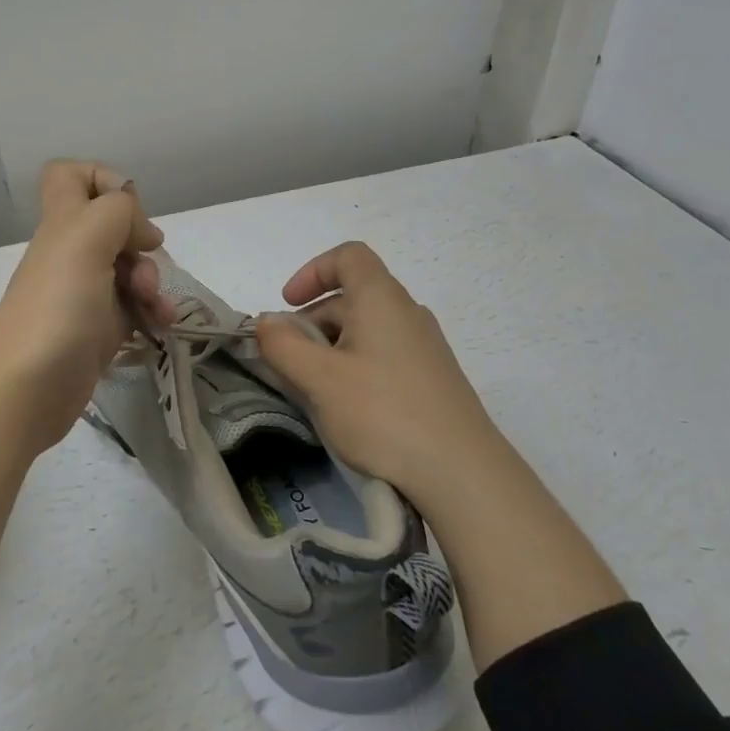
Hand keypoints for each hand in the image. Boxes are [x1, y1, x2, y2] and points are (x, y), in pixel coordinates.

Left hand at [0, 160, 172, 453]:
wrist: (25, 390)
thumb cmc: (56, 306)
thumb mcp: (86, 240)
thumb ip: (118, 212)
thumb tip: (143, 232)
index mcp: (63, 223)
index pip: (70, 175)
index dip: (102, 178)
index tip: (126, 208)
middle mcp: (71, 252)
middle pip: (113, 226)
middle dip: (141, 241)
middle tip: (143, 263)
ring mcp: (84, 293)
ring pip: (129, 269)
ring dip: (153, 281)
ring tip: (157, 308)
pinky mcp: (97, 331)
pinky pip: (133, 309)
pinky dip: (151, 313)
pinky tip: (161, 327)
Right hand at [255, 241, 492, 508]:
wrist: (463, 474)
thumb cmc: (383, 413)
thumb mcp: (319, 379)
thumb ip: (282, 345)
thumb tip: (266, 322)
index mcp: (381, 298)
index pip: (347, 256)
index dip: (312, 271)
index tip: (288, 305)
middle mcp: (407, 312)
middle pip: (352, 296)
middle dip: (312, 321)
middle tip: (290, 362)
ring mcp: (425, 346)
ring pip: (366, 329)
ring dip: (331, 348)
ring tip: (315, 390)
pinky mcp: (433, 379)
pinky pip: (384, 355)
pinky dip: (356, 367)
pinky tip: (349, 408)